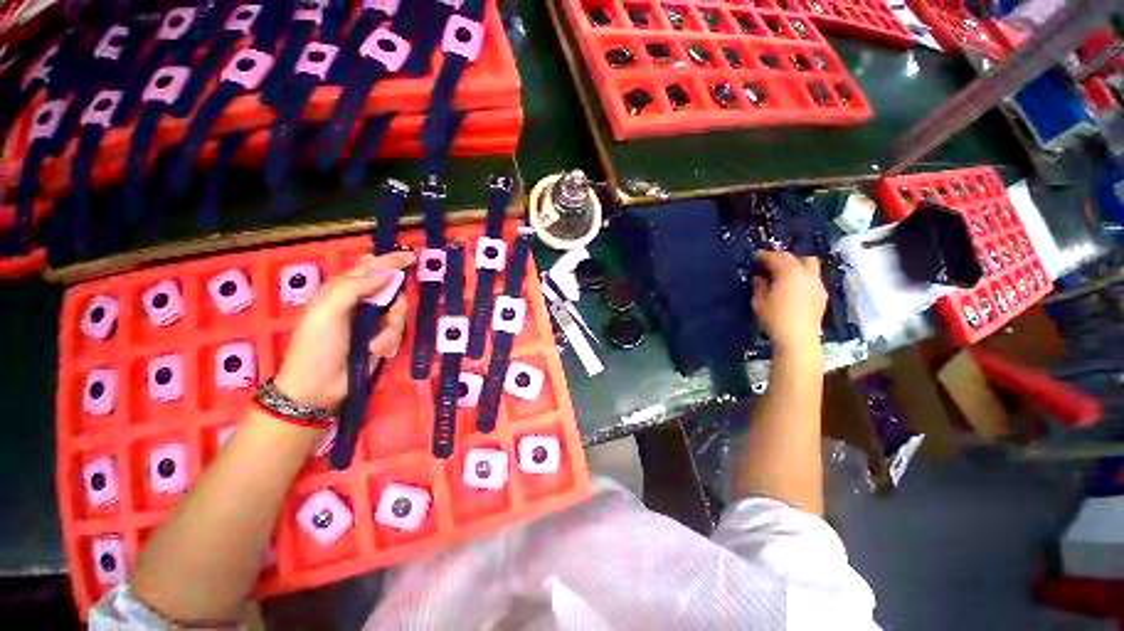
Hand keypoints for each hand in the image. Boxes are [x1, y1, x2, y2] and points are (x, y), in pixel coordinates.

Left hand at [274, 251, 415, 410]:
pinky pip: (397, 331)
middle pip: (392, 291)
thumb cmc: (317, 346)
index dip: (391, 261)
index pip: (371, 268)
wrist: (318, 387)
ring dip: (391, 329)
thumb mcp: (328, 312)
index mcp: (342, 290)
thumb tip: (387, 273)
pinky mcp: (381, 338)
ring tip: (376, 345)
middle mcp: (360, 302)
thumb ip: (355, 287)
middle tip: (391, 317)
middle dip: (395, 305)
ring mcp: (372, 321)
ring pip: (399, 312)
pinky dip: (390, 341)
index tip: (412, 257)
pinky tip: (376, 351)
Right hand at [751, 251, 827, 351]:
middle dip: (781, 257)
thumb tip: (759, 277)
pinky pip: (813, 278)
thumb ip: (759, 286)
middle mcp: (805, 273)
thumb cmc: (774, 318)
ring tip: (784, 273)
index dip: (763, 255)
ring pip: (809, 264)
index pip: (775, 257)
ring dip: (796, 264)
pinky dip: (803, 276)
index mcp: (788, 272)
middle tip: (769, 264)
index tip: (754, 256)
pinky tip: (795, 287)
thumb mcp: (758, 301)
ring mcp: (817, 283)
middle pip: (795, 257)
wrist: (798, 337)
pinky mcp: (822, 294)